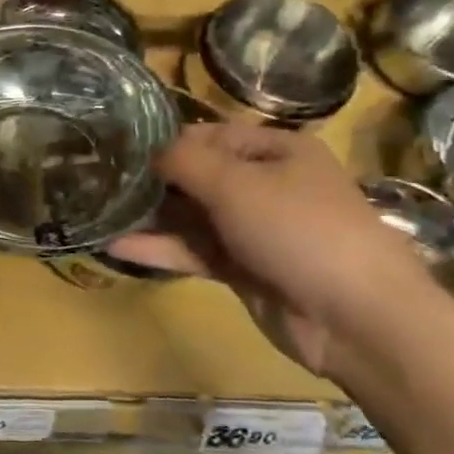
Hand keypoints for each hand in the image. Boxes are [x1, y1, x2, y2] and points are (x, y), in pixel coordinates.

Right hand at [108, 124, 449, 377]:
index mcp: (276, 150)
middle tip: (97, 182)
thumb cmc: (299, 230)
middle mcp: (265, 184)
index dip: (164, 142)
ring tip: (98, 214)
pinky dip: (160, 249)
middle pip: (197, 176)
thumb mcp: (236, 184)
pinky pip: (195, 251)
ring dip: (150, 217)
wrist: (356, 317)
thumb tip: (147, 152)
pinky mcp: (244, 268)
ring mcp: (254, 230)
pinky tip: (116, 247)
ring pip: (192, 216)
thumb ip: (184, 162)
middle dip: (151, 181)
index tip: (117, 151)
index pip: (207, 135)